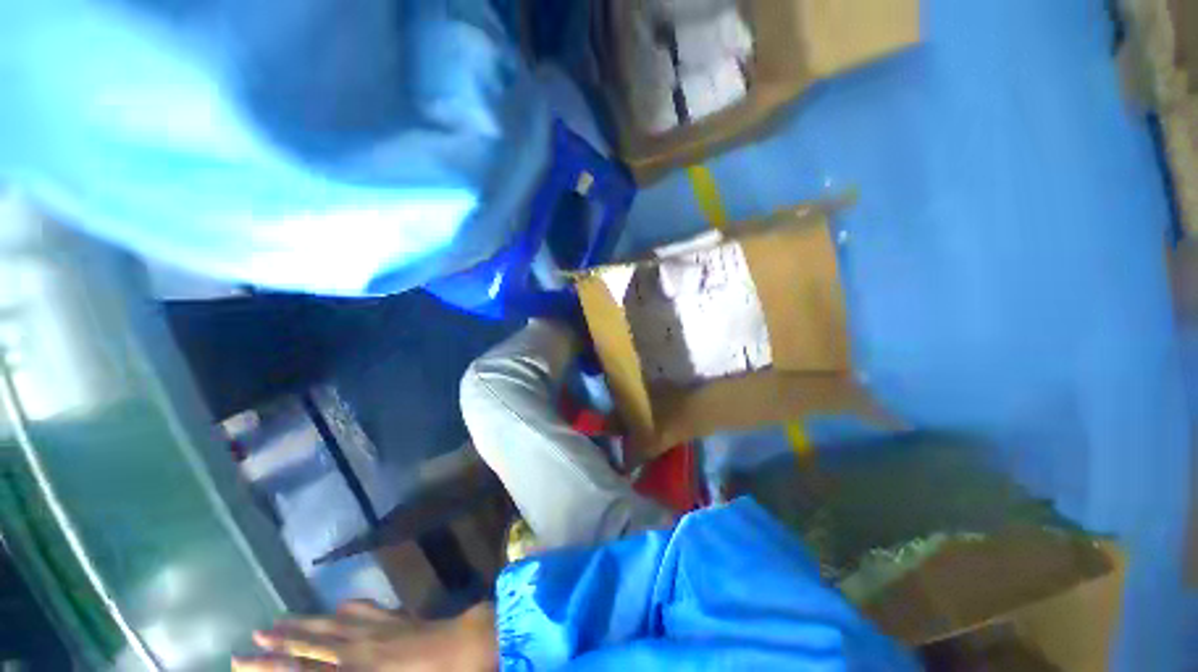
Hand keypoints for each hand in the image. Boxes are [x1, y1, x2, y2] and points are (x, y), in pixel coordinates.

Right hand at [232, 601, 496, 671]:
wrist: (465, 646)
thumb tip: (326, 666)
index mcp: (355, 671)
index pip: (302, 670)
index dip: (270, 666)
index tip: (240, 659)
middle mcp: (359, 647)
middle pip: (313, 642)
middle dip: (282, 640)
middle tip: (254, 635)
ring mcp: (379, 627)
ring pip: (333, 623)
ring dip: (307, 622)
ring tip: (283, 619)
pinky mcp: (397, 617)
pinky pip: (366, 610)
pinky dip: (348, 609)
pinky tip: (342, 606)